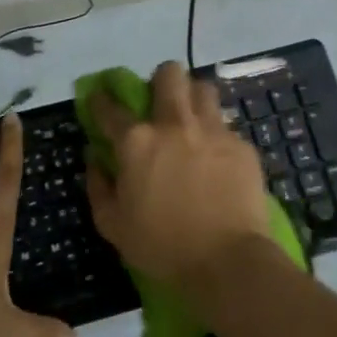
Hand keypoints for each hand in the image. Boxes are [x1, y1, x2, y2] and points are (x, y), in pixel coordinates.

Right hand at [85, 62, 275, 291]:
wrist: (227, 261)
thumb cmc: (162, 247)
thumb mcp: (113, 225)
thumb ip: (98, 186)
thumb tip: (95, 159)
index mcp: (136, 141)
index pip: (110, 107)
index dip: (101, 99)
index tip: (99, 98)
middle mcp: (174, 124)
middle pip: (169, 74)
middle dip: (160, 79)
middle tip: (159, 102)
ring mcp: (212, 131)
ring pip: (203, 89)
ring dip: (193, 98)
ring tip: (191, 120)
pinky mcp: (241, 146)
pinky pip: (226, 126)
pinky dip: (217, 135)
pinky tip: (217, 158)